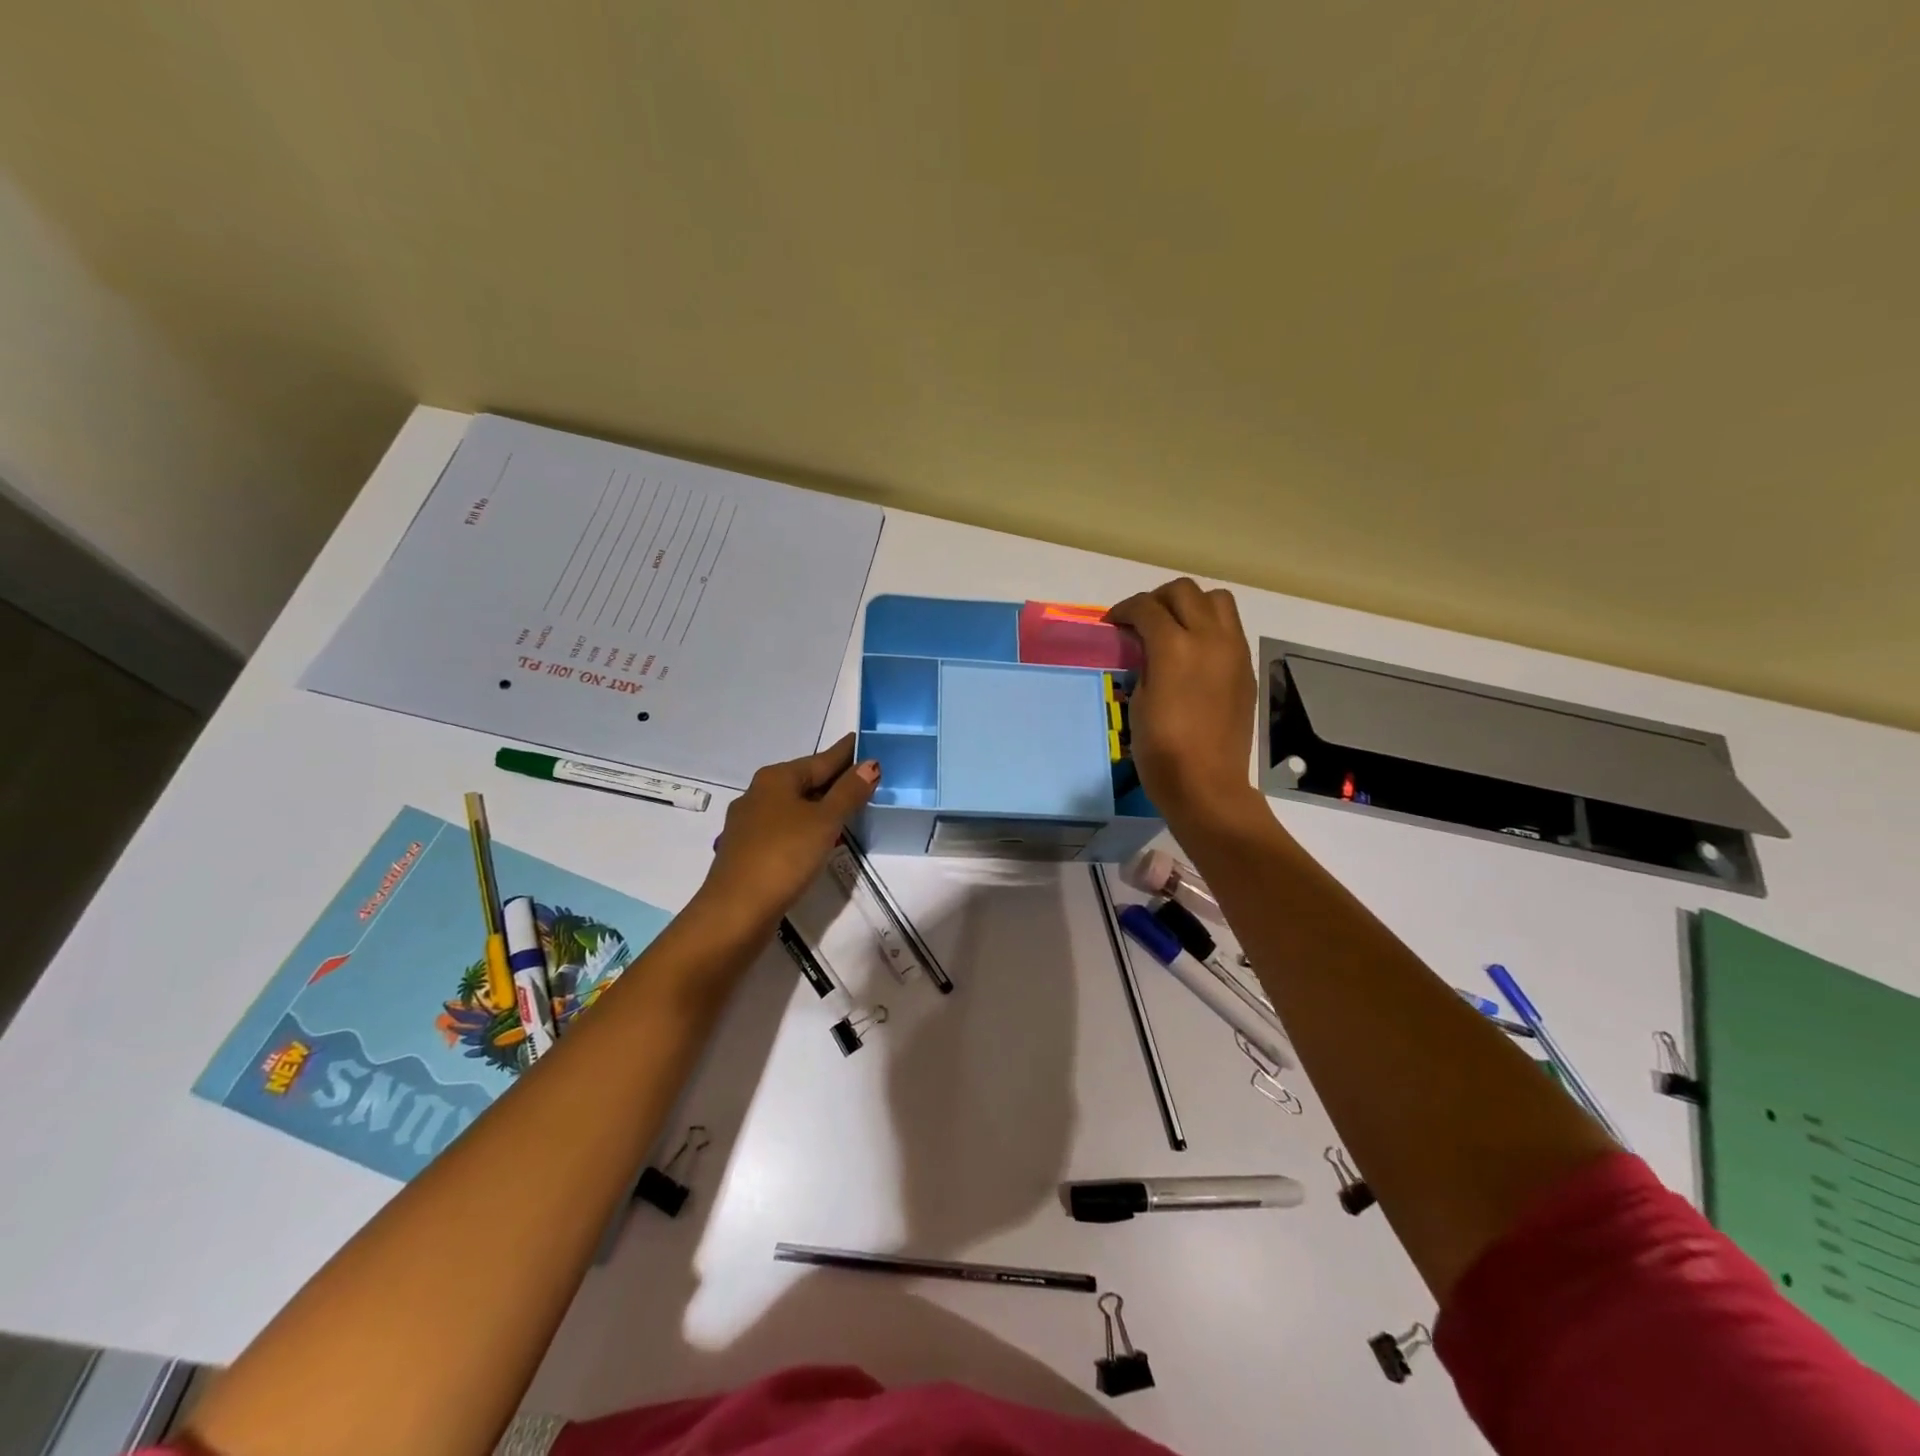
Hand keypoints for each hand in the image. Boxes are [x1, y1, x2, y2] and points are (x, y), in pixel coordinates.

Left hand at [699, 734, 879, 929]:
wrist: (736, 911)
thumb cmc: (784, 856)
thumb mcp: (824, 821)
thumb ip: (848, 792)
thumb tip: (870, 763)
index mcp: (776, 778)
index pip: (822, 759)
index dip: (845, 753)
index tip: (863, 741)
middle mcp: (759, 794)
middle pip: (806, 781)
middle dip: (834, 779)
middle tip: (865, 776)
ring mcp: (750, 824)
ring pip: (794, 805)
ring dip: (820, 804)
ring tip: (849, 806)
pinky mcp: (749, 851)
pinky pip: (786, 828)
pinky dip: (807, 826)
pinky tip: (819, 837)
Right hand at [1107, 578, 1260, 831]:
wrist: (1206, 783)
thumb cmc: (1161, 750)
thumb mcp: (1139, 701)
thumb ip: (1145, 663)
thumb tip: (1148, 649)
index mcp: (1175, 647)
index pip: (1147, 607)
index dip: (1124, 610)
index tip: (1113, 623)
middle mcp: (1209, 639)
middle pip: (1184, 591)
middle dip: (1157, 599)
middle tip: (1141, 621)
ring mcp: (1234, 651)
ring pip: (1216, 600)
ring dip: (1191, 604)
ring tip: (1173, 626)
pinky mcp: (1246, 668)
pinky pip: (1230, 627)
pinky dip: (1209, 626)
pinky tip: (1194, 652)